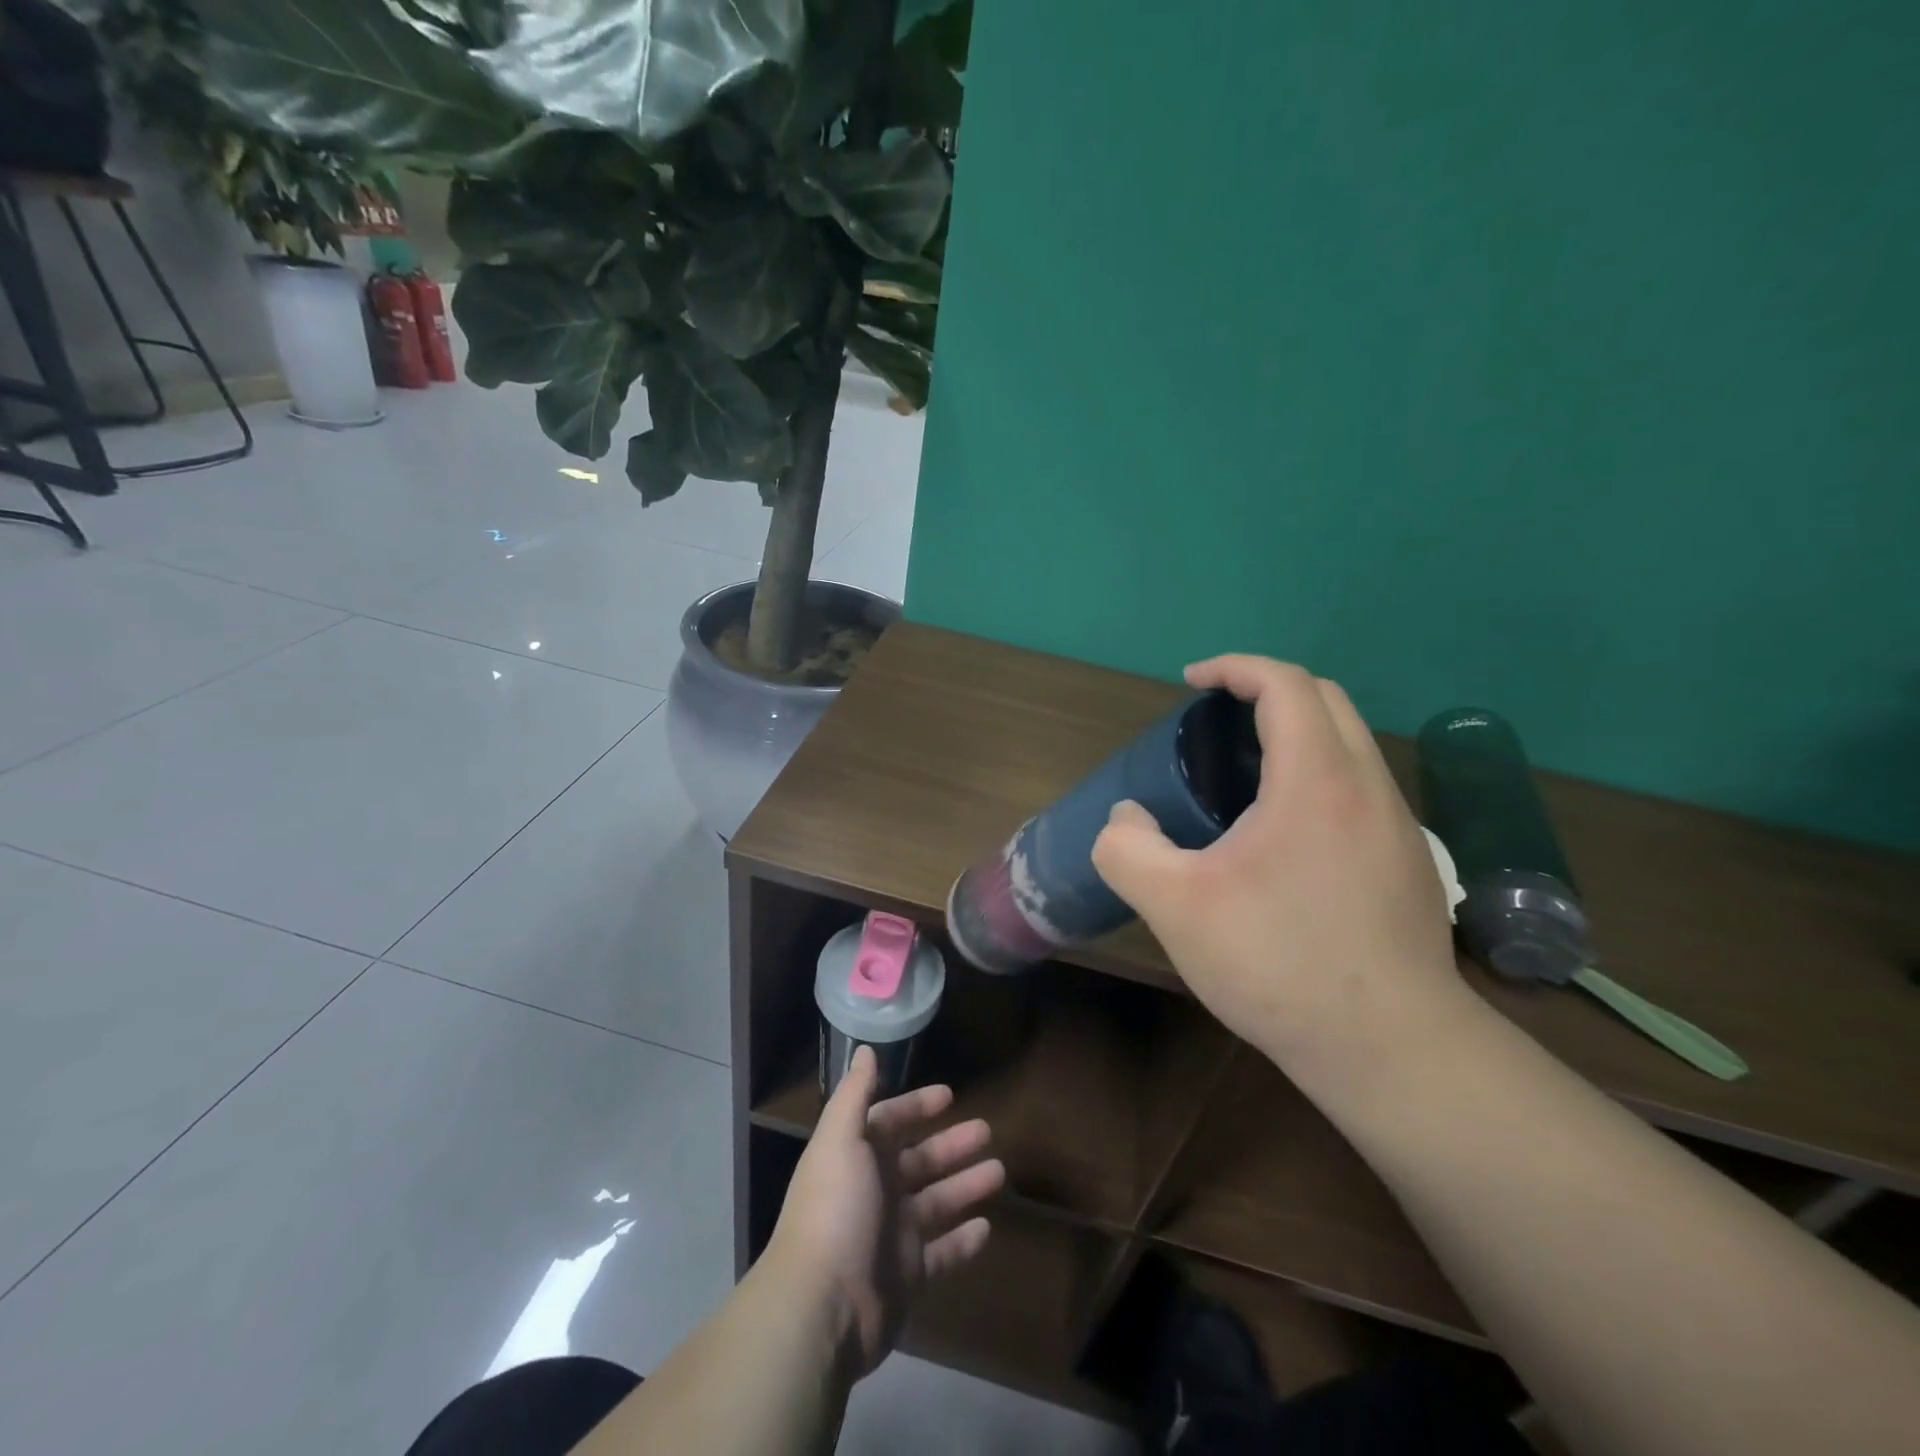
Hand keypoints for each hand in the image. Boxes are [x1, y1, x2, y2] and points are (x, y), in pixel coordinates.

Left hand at [764, 1047, 1004, 1376]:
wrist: (822, 1306)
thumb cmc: (835, 1209)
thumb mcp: (841, 1139)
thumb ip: (855, 1093)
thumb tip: (865, 1049)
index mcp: (856, 1157)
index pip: (890, 1122)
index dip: (917, 1106)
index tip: (950, 1095)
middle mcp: (873, 1191)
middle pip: (919, 1160)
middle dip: (951, 1144)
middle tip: (988, 1131)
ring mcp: (891, 1235)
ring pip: (936, 1202)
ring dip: (964, 1186)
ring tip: (1000, 1172)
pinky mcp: (907, 1276)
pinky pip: (942, 1253)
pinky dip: (963, 1241)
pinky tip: (987, 1227)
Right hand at [1091, 655, 1468, 1093]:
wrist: (1391, 1049)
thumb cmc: (1280, 964)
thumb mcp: (1175, 908)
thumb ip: (1128, 851)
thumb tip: (1127, 821)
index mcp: (1317, 780)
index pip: (1285, 684)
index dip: (1234, 668)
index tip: (1192, 683)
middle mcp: (1369, 787)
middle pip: (1326, 699)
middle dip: (1267, 691)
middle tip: (1215, 722)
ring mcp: (1399, 826)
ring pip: (1350, 744)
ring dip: (1297, 734)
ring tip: (1242, 777)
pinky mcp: (1409, 863)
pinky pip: (1360, 788)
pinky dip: (1318, 776)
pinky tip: (1284, 838)